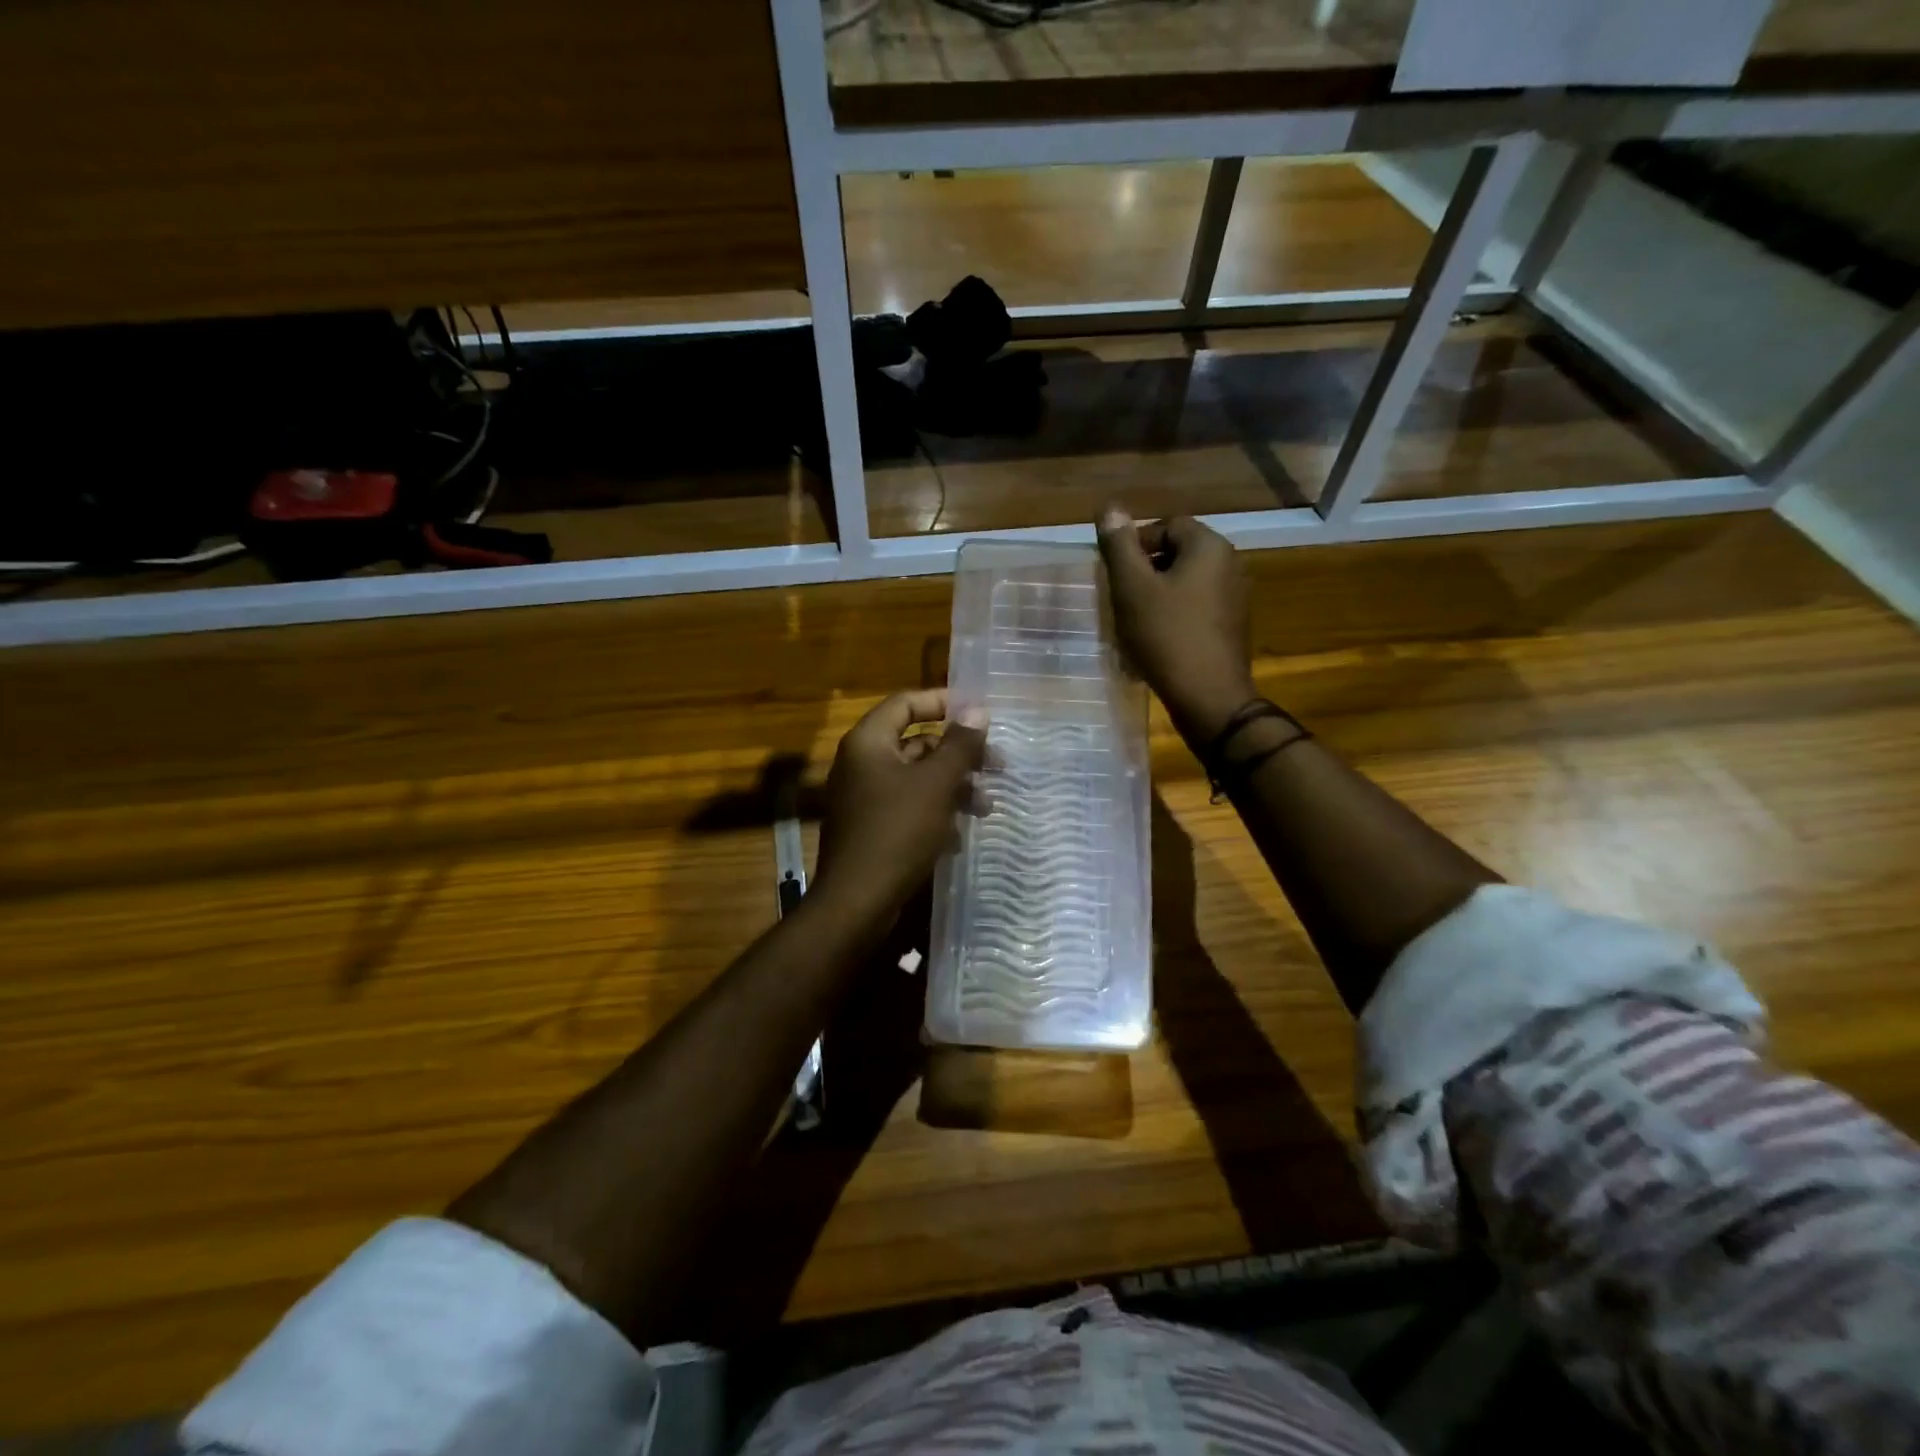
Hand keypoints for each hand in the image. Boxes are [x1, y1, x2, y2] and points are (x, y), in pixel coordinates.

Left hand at [813, 690, 988, 925]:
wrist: (857, 900)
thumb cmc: (898, 831)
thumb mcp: (937, 784)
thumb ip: (960, 744)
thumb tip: (977, 710)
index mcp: (869, 742)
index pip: (906, 703)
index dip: (943, 702)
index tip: (979, 714)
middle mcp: (862, 763)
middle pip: (917, 742)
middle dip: (959, 754)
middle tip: (997, 766)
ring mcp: (864, 797)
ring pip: (917, 778)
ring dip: (954, 787)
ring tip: (986, 807)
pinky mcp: (871, 827)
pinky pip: (908, 806)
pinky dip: (936, 811)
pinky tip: (959, 833)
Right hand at [1096, 507, 1255, 740]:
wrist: (1209, 697)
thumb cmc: (1166, 636)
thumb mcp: (1132, 588)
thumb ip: (1119, 546)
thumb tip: (1110, 508)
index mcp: (1209, 547)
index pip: (1167, 526)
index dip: (1136, 544)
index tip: (1115, 574)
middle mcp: (1230, 563)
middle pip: (1178, 553)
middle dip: (1145, 571)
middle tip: (1120, 597)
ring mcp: (1235, 597)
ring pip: (1186, 582)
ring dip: (1157, 595)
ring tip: (1134, 621)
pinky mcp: (1232, 625)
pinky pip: (1196, 607)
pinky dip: (1174, 615)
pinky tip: (1156, 639)